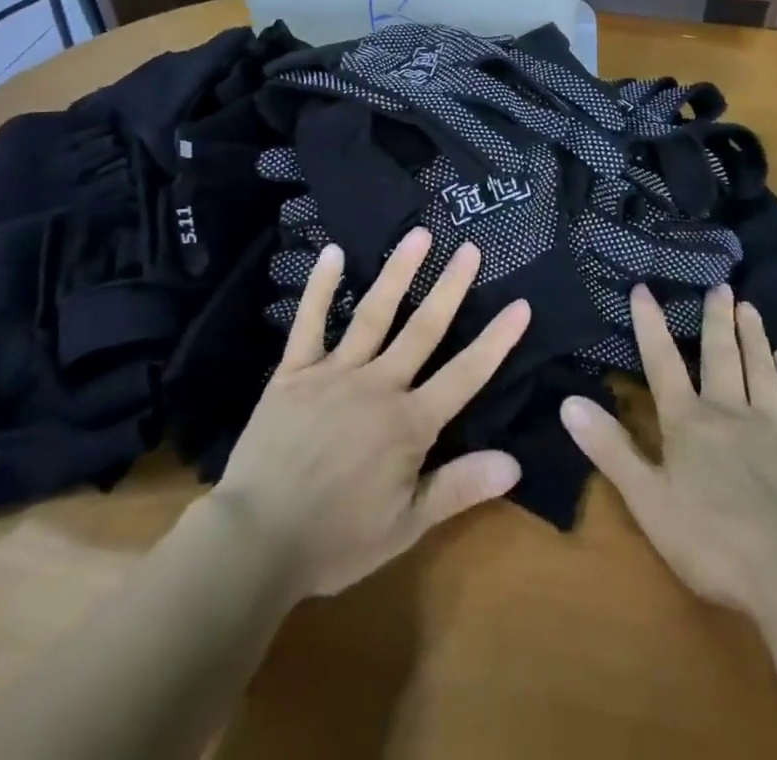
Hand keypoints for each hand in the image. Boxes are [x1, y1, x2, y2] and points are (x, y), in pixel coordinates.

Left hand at [208, 227, 532, 599]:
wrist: (255, 541)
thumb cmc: (335, 539)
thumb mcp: (406, 527)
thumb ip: (459, 488)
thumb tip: (514, 463)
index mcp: (409, 423)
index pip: (465, 374)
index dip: (496, 340)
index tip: (520, 305)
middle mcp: (378, 385)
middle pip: (423, 329)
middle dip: (450, 288)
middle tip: (470, 249)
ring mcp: (334, 372)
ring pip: (374, 314)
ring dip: (398, 272)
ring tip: (419, 235)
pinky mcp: (294, 371)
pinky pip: (309, 322)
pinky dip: (321, 287)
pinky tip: (333, 252)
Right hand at [560, 283, 776, 613]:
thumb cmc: (711, 540)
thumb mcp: (648, 499)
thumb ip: (610, 448)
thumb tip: (568, 401)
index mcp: (688, 421)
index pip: (662, 361)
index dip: (650, 323)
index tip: (642, 288)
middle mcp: (729, 410)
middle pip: (721, 354)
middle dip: (716, 318)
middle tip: (720, 285)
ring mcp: (772, 425)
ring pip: (760, 367)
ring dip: (753, 335)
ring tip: (749, 307)